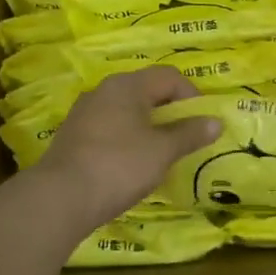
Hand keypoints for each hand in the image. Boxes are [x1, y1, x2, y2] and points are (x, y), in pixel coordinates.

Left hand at [37, 66, 221, 220]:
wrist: (60, 198)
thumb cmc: (119, 166)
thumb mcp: (162, 151)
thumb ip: (190, 133)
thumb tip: (215, 122)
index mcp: (127, 85)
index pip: (169, 77)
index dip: (191, 96)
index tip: (202, 124)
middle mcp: (104, 91)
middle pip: (147, 91)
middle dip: (170, 112)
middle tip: (185, 139)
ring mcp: (85, 113)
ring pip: (127, 111)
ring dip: (148, 127)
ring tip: (161, 154)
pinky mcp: (73, 136)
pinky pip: (110, 128)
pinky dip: (127, 140)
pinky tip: (132, 165)